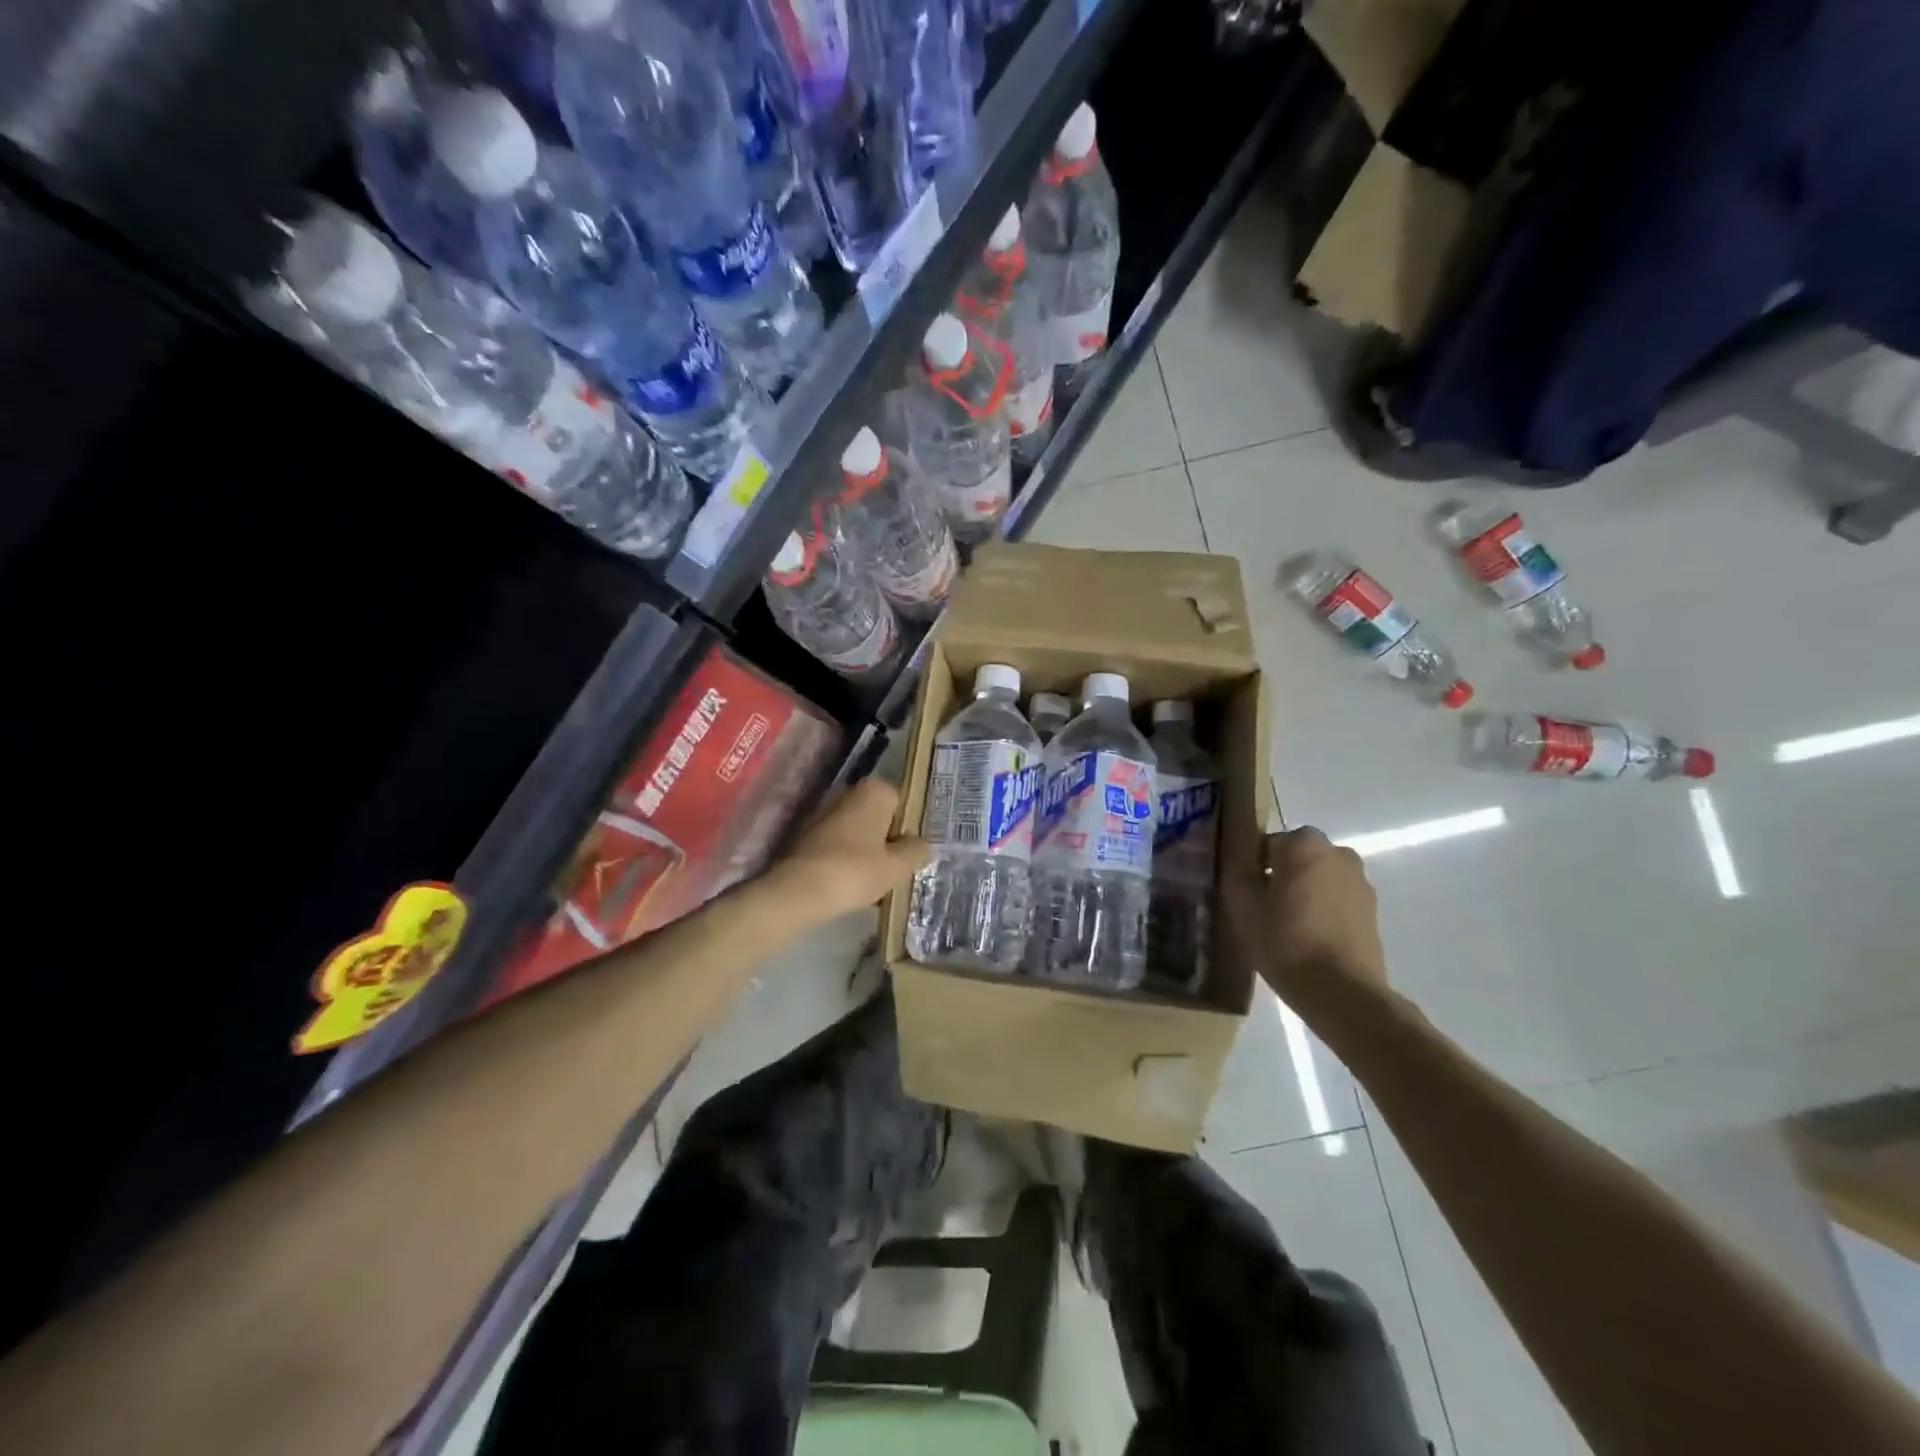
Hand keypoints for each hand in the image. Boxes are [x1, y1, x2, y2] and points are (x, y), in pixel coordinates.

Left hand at [767, 778, 930, 924]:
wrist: (797, 892)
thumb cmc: (855, 872)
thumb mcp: (898, 866)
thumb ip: (916, 851)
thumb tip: (920, 844)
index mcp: (873, 791)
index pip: (903, 804)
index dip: (908, 830)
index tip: (908, 855)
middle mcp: (847, 793)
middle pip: (878, 818)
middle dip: (886, 840)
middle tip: (894, 870)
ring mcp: (823, 812)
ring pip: (857, 833)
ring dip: (866, 852)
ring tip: (873, 883)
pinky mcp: (805, 834)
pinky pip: (837, 845)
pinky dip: (845, 860)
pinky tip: (849, 885)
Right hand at [1228, 826, 1387, 1018]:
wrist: (1343, 991)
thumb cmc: (1285, 941)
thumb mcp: (1242, 906)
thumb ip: (1237, 871)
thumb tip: (1240, 859)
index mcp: (1302, 843)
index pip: (1267, 843)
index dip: (1253, 867)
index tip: (1247, 894)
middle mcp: (1337, 851)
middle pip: (1296, 857)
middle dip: (1281, 875)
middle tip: (1264, 908)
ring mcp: (1360, 880)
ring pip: (1319, 876)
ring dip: (1304, 891)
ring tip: (1288, 926)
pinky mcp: (1373, 908)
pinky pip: (1337, 897)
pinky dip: (1324, 908)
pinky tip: (1311, 937)